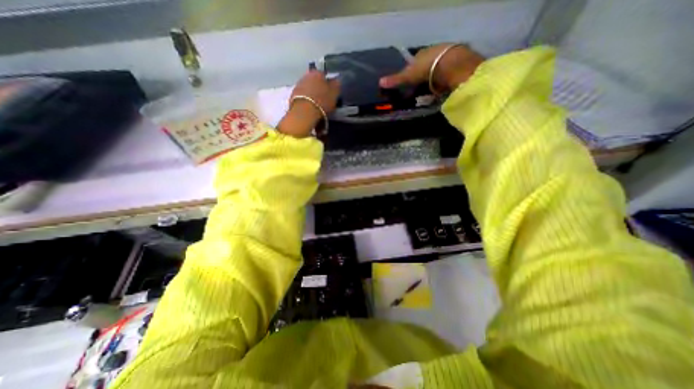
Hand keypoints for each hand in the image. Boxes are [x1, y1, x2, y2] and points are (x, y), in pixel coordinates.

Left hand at [279, 71, 340, 138]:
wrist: (304, 112)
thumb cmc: (322, 100)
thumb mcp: (335, 93)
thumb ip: (336, 84)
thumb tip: (336, 80)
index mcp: (317, 72)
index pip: (324, 74)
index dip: (328, 82)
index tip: (331, 90)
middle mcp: (306, 75)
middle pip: (314, 81)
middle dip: (319, 87)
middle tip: (324, 98)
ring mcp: (298, 86)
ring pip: (308, 88)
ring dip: (312, 94)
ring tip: (317, 104)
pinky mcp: (292, 96)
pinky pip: (303, 97)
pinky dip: (307, 101)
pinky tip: (310, 108)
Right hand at [379, 42, 483, 94]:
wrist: (451, 65)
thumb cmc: (426, 68)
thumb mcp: (408, 75)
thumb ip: (396, 80)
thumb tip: (379, 82)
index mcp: (421, 53)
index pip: (414, 61)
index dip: (411, 69)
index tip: (410, 79)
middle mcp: (433, 51)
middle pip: (426, 64)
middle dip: (423, 74)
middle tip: (420, 87)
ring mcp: (446, 56)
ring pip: (436, 68)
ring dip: (433, 77)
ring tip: (431, 90)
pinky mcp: (456, 62)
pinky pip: (446, 72)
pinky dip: (443, 79)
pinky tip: (442, 87)